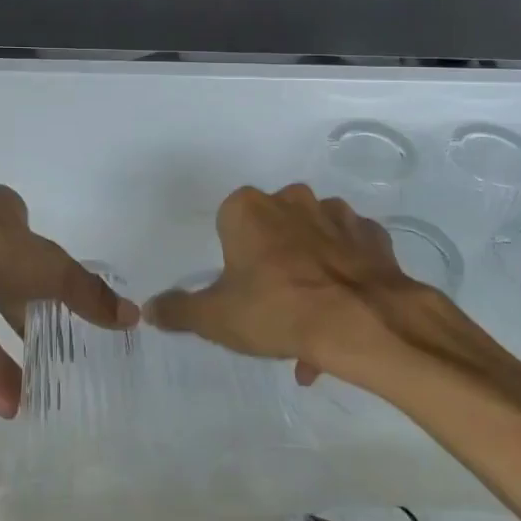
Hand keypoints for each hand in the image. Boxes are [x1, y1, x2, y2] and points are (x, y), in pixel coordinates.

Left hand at [0, 185, 137, 415]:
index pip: (25, 235)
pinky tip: (4, 405)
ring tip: (33, 397)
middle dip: (24, 317)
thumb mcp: (49, 268)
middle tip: (52, 352)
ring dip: (2, 357)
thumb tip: (132, 316)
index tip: (61, 300)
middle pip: (0, 279)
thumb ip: (87, 294)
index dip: (44, 264)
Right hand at [145, 184, 478, 388]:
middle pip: (272, 228)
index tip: (241, 290)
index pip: (229, 224)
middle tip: (275, 306)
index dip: (234, 258)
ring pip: (313, 237)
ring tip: (313, 322)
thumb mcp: (216, 318)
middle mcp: (290, 199)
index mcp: (247, 209)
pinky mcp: (371, 235)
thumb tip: (149, 308)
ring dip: (309, 267)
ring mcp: (336, 213)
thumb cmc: (276, 311)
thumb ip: (179, 310)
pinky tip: (344, 309)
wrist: (361, 322)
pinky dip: (346, 271)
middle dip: (272, 260)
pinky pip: (351, 250)